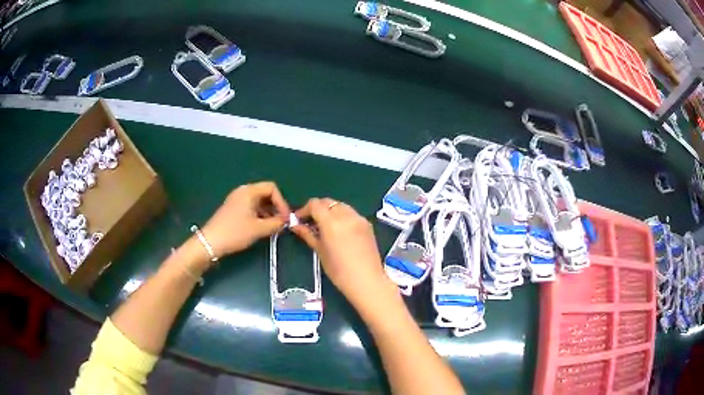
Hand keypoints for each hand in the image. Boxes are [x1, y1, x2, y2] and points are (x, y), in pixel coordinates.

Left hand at [201, 182, 289, 257]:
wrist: (211, 242)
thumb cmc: (235, 232)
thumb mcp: (259, 229)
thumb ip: (276, 223)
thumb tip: (285, 221)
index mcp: (249, 191)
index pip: (272, 188)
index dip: (282, 202)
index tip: (285, 217)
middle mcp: (243, 191)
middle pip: (265, 193)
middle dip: (276, 207)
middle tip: (281, 222)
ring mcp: (237, 199)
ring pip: (259, 201)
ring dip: (268, 212)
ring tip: (273, 227)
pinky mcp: (233, 208)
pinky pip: (251, 207)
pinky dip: (259, 214)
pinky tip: (261, 227)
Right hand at [292, 198, 389, 308]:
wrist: (367, 281)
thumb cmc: (339, 271)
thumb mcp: (320, 252)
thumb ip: (308, 234)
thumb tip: (295, 225)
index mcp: (332, 222)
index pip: (315, 204)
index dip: (304, 209)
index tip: (299, 219)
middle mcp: (346, 215)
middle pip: (328, 202)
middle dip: (317, 209)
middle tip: (310, 222)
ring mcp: (359, 218)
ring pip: (340, 205)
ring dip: (330, 211)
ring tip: (325, 226)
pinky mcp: (367, 224)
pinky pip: (351, 213)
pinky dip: (342, 216)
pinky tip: (339, 230)